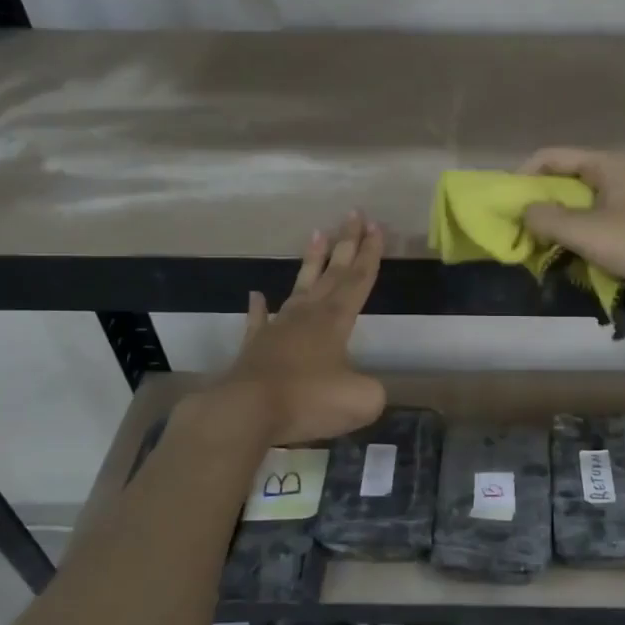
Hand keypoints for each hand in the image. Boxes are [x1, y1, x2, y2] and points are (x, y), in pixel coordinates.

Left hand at [212, 212, 387, 444]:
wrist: (247, 410)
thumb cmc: (309, 400)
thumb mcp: (361, 399)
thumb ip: (372, 389)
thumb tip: (364, 386)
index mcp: (336, 321)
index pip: (358, 281)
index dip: (370, 255)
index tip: (376, 227)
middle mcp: (308, 315)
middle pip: (333, 273)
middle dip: (347, 243)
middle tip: (355, 214)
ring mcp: (278, 328)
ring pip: (300, 287)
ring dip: (311, 262)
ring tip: (317, 234)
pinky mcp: (256, 346)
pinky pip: (258, 321)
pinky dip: (258, 308)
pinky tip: (256, 295)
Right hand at [519, 148, 624, 309]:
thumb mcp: (585, 231)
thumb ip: (546, 219)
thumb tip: (523, 212)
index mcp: (607, 163)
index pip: (551, 157)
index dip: (523, 176)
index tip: (506, 204)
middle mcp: (618, 173)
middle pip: (565, 179)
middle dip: (539, 203)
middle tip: (519, 228)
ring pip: (580, 203)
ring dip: (557, 222)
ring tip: (538, 245)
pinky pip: (595, 221)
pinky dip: (578, 234)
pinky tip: (568, 254)